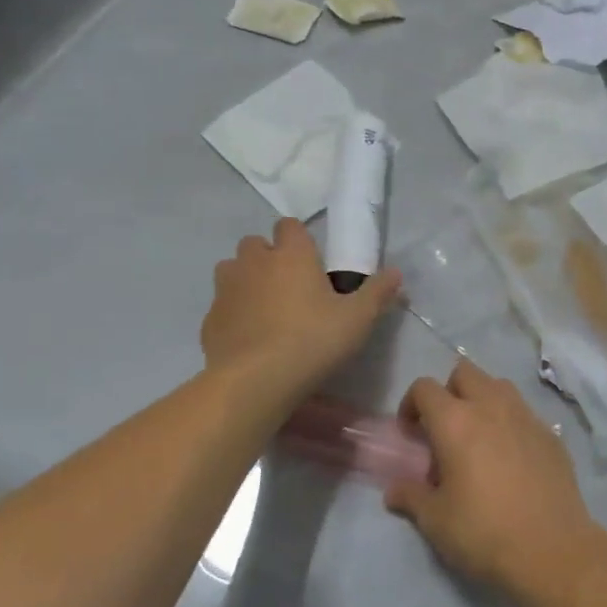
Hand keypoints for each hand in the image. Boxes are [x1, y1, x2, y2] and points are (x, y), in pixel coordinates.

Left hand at [201, 219, 400, 398]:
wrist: (256, 380)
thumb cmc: (313, 340)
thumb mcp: (358, 319)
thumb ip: (378, 292)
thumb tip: (396, 272)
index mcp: (291, 255)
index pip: (289, 225)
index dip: (299, 238)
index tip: (312, 261)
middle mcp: (254, 263)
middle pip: (255, 243)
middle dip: (268, 256)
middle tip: (290, 285)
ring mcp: (226, 290)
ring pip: (231, 270)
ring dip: (246, 280)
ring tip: (266, 307)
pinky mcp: (210, 319)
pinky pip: (222, 306)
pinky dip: (234, 313)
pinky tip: (249, 337)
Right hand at [384, 361, 604, 606]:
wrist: (552, 549)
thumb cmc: (484, 531)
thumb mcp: (435, 520)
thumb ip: (411, 496)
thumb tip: (393, 490)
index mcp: (456, 421)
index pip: (425, 387)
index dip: (411, 404)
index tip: (411, 433)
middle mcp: (492, 406)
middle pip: (465, 372)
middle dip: (449, 391)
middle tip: (445, 429)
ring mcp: (526, 416)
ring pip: (499, 386)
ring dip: (482, 400)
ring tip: (478, 438)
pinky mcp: (551, 433)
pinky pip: (524, 412)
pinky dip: (510, 422)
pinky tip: (511, 458)